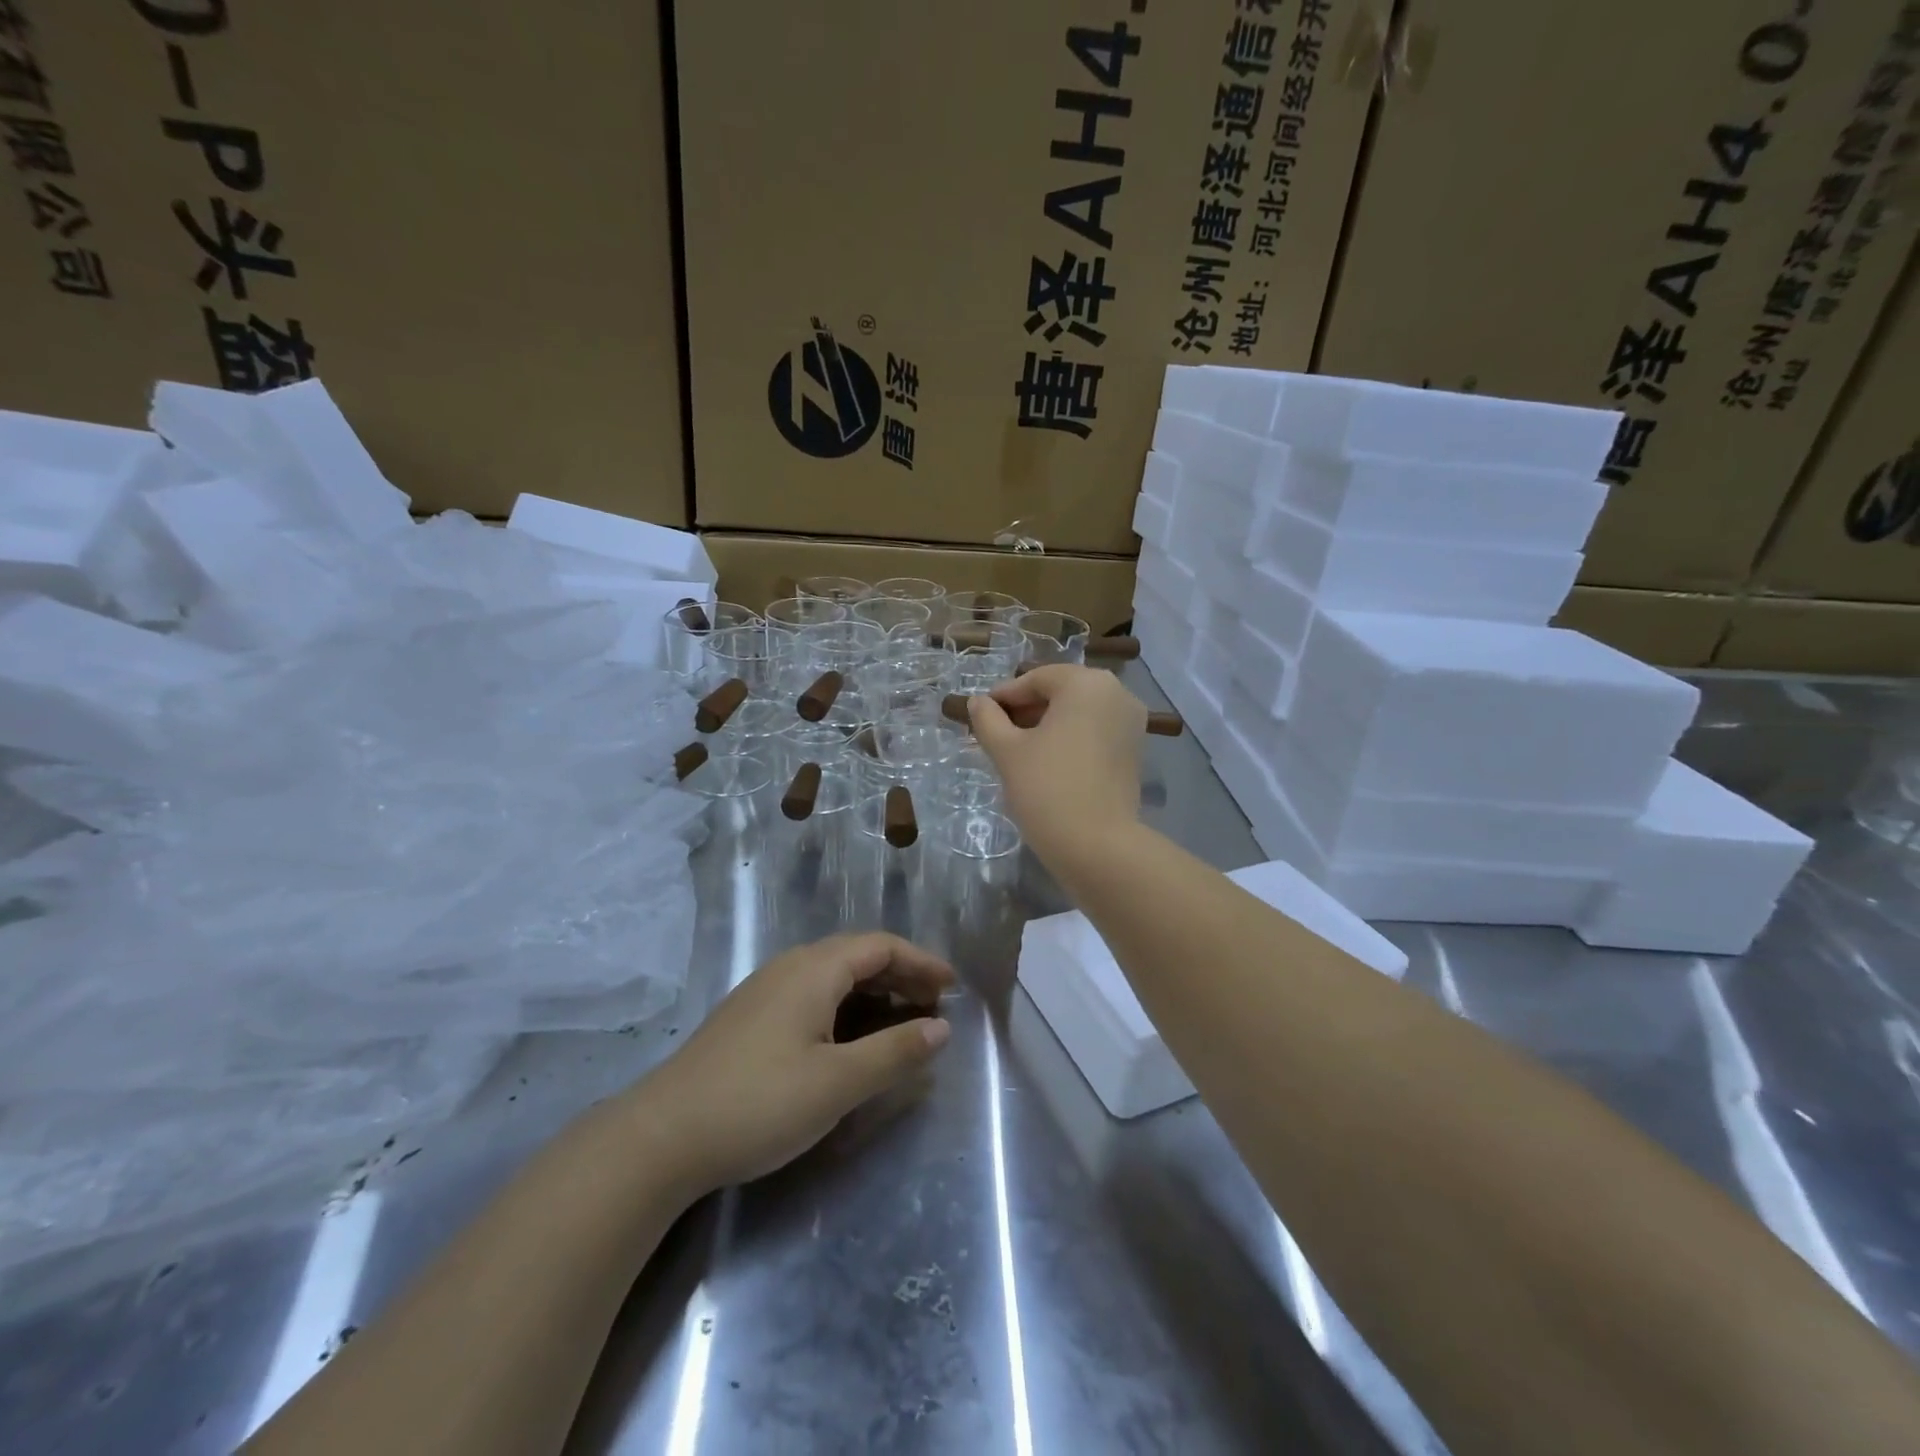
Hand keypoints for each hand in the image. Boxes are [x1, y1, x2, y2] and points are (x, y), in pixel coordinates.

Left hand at [635, 933, 954, 1194]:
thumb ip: (894, 1052)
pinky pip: (813, 994)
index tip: (953, 987)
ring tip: (903, 1021)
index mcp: (814, 969)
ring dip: (874, 992)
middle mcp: (790, 967)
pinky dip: (847, 1006)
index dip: (921, 962)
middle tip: (935, 1006)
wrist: (660, 1136)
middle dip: (902, 975)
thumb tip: (941, 1028)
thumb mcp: (838, 1083)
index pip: (881, 946)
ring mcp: (765, 991)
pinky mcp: (750, 1018)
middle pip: (858, 956)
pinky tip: (851, 1038)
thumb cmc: (758, 1103)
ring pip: (834, 976)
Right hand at [967, 664, 1146, 860]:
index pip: (1037, 679)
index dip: (1005, 696)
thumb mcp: (1007, 751)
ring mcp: (1132, 723)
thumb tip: (978, 702)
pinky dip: (1071, 738)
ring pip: (1080, 712)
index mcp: (1086, 684)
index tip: (981, 714)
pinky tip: (1047, 761)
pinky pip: (1096, 732)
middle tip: (996, 732)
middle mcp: (1117, 693)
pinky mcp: (1135, 751)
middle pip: (1062, 692)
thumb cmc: (1046, 788)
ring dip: (1048, 724)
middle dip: (1027, 709)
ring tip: (1018, 749)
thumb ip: (988, 719)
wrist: (1097, 846)